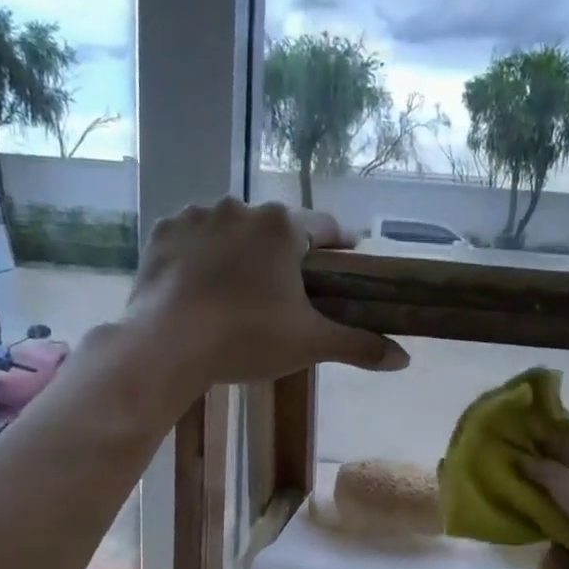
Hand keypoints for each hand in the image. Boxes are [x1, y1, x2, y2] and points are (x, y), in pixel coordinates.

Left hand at [128, 199, 408, 385]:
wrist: (166, 346)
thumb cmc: (246, 339)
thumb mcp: (309, 344)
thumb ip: (359, 345)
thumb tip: (405, 360)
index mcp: (282, 227)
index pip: (325, 227)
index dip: (340, 244)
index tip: (347, 258)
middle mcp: (240, 207)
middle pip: (275, 228)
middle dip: (284, 252)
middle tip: (285, 289)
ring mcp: (197, 215)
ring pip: (232, 229)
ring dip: (240, 250)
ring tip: (238, 288)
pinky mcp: (163, 231)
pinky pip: (193, 237)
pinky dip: (201, 253)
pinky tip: (200, 282)